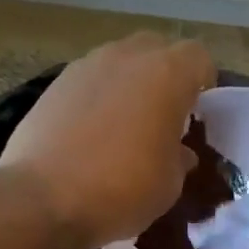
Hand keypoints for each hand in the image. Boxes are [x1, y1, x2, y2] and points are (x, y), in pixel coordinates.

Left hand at [0, 32, 215, 245]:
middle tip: (166, 114)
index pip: (199, 58)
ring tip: (127, 126)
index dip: (204, 82)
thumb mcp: (170, 184)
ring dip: (130, 85)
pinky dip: (99, 99)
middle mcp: (126, 58)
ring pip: (120, 62)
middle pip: (157, 49)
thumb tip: (178, 151)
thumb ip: (180, 158)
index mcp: (166, 75)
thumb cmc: (122, 190)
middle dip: (166, 75)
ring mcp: (85, 67)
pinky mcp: (54, 85)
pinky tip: (92, 134)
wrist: (44, 199)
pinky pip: (90, 82)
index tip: (200, 112)